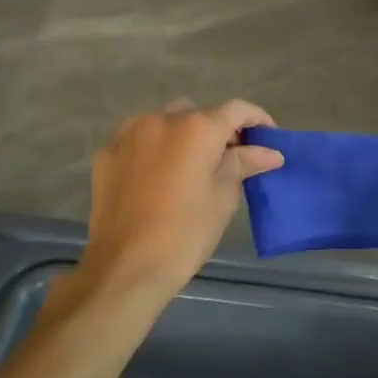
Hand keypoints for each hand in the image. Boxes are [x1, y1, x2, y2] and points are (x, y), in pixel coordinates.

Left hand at [81, 100, 282, 304]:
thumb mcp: (222, 198)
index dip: (257, 119)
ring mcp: (129, 133)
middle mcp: (161, 119)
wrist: (125, 268)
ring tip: (191, 168)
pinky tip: (158, 178)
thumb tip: (269, 152)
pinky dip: (154, 150)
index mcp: (197, 128)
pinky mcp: (107, 153)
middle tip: (230, 160)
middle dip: (217, 130)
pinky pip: (139, 140)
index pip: (236, 110)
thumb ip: (243, 164)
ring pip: (165, 122)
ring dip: (182, 136)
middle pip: (198, 114)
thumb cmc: (185, 234)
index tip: (267, 139)